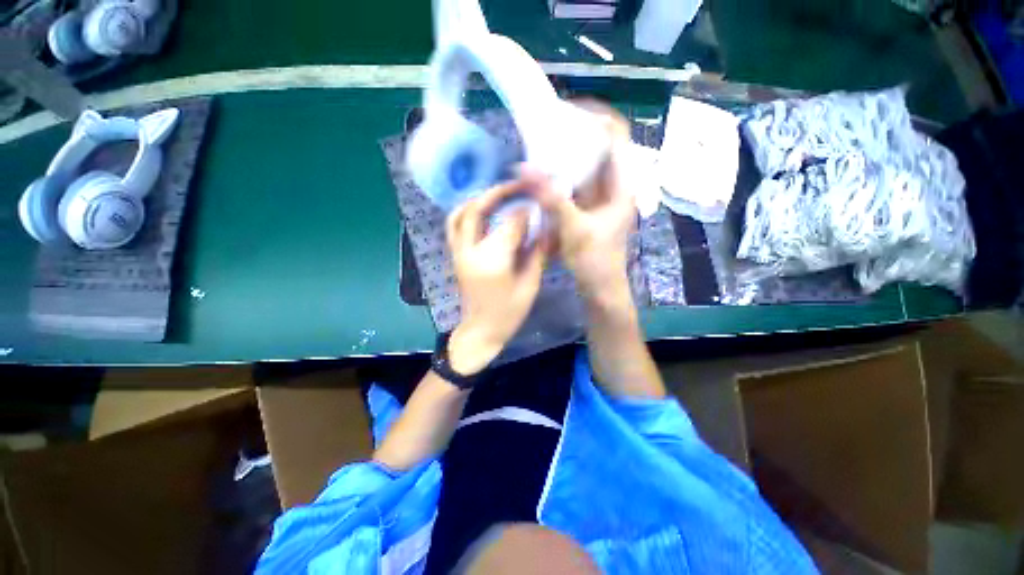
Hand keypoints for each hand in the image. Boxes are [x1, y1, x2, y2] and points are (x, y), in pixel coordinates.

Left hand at [446, 178, 546, 374]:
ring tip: (497, 195)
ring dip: (478, 199)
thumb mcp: (530, 285)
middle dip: (498, 192)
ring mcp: (458, 253)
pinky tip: (481, 211)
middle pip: (477, 209)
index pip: (510, 224)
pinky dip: (465, 211)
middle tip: (516, 186)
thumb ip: (537, 253)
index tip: (538, 203)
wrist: (479, 332)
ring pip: (460, 214)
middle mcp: (470, 251)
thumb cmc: (508, 314)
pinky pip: (454, 226)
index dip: (526, 211)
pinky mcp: (455, 256)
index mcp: (493, 261)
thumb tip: (545, 227)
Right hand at [526, 101, 635, 306]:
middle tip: (545, 128)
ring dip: (564, 157)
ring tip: (539, 147)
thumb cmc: (595, 261)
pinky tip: (542, 176)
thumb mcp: (574, 229)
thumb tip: (523, 168)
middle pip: (597, 147)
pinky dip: (559, 178)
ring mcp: (600, 197)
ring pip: (584, 166)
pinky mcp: (587, 208)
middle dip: (573, 135)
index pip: (616, 135)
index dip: (596, 117)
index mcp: (622, 184)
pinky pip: (574, 184)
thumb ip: (551, 198)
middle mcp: (613, 185)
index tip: (566, 111)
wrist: (600, 287)